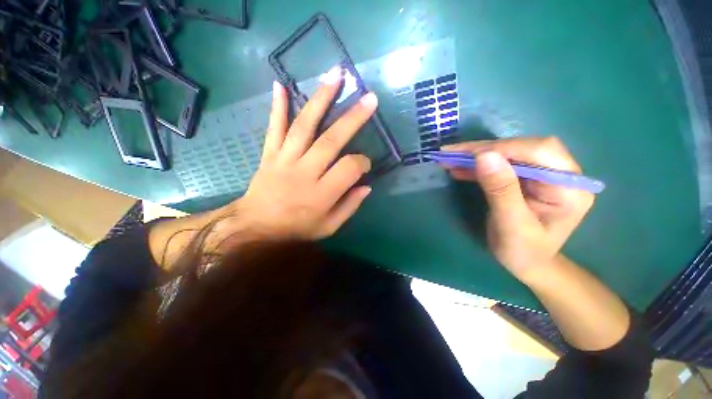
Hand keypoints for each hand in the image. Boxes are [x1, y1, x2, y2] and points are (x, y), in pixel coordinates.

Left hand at [222, 66, 377, 239]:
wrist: (255, 228)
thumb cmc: (296, 229)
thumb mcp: (329, 227)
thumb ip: (350, 207)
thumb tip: (367, 186)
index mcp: (322, 193)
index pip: (349, 168)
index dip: (362, 162)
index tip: (365, 163)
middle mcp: (305, 172)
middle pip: (331, 140)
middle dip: (353, 118)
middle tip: (370, 99)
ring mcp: (285, 160)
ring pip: (305, 126)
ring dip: (321, 99)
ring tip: (335, 76)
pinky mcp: (269, 155)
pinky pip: (274, 128)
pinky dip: (277, 107)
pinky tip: (280, 85)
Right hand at [443, 137, 594, 281]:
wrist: (528, 264)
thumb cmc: (524, 251)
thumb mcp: (511, 224)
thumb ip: (501, 190)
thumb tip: (484, 156)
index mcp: (569, 186)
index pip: (539, 151)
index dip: (502, 148)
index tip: (466, 154)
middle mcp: (560, 174)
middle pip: (522, 147)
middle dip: (485, 149)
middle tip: (451, 153)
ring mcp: (542, 174)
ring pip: (508, 153)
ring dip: (477, 155)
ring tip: (449, 159)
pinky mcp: (526, 178)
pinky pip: (500, 165)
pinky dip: (477, 165)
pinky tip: (459, 168)